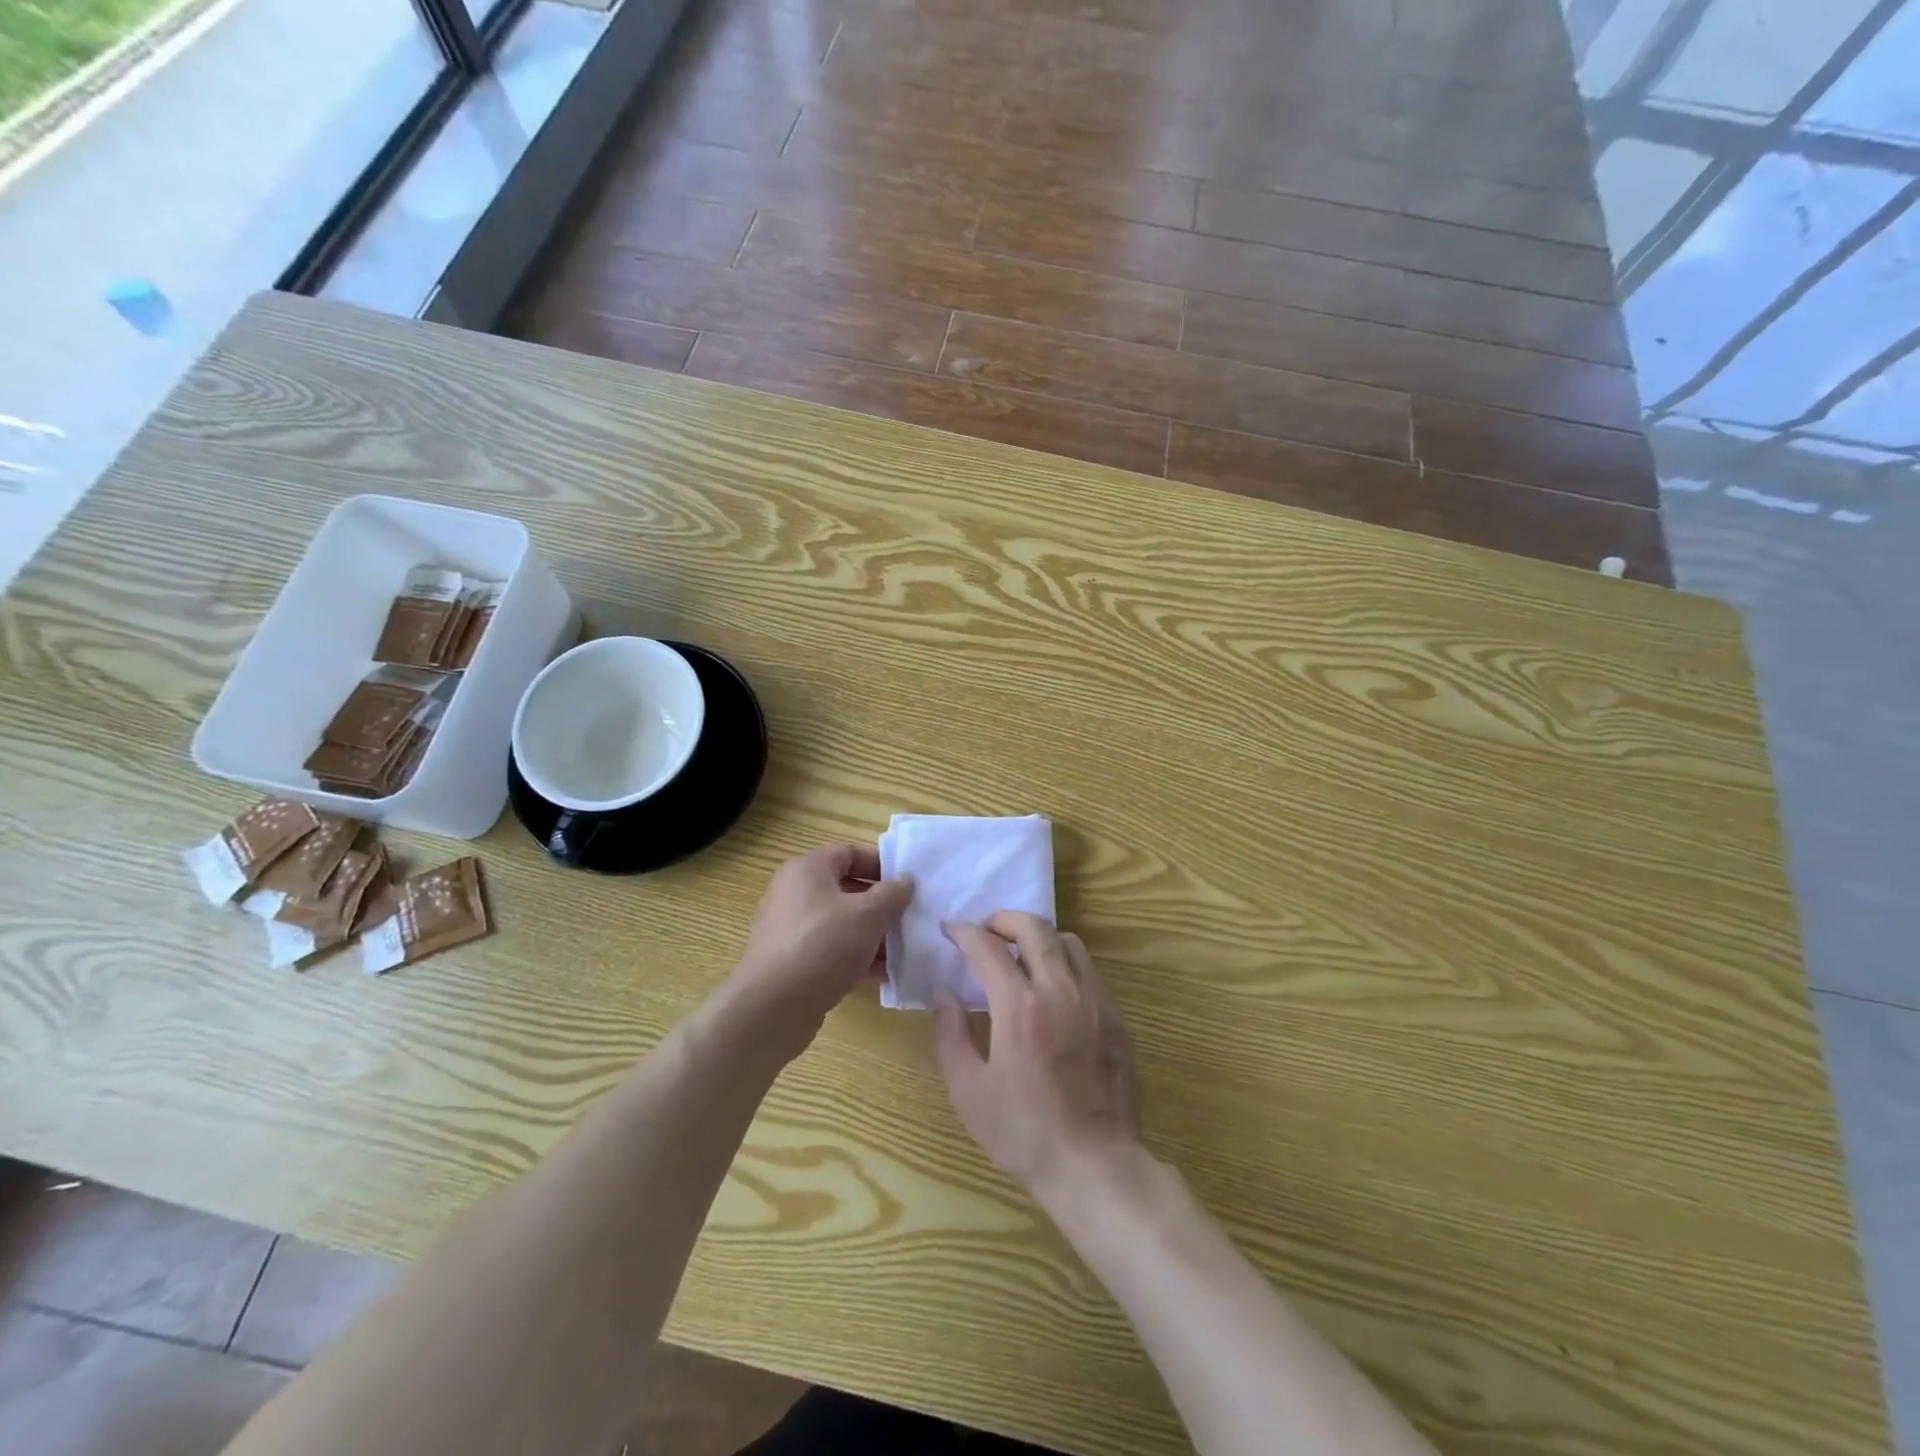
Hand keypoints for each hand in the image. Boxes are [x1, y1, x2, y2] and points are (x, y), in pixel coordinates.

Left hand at [729, 845, 913, 1049]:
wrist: (773, 1007)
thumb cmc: (823, 945)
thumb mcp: (868, 915)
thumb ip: (893, 894)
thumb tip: (906, 881)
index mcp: (807, 871)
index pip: (848, 853)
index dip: (880, 863)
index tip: (908, 880)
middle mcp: (794, 895)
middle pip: (846, 890)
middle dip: (881, 904)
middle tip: (910, 916)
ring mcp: (791, 931)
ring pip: (841, 924)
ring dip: (873, 935)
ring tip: (904, 949)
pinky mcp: (793, 964)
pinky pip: (831, 952)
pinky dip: (856, 959)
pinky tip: (885, 975)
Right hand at [933, 912, 1144, 1204]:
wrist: (1095, 1165)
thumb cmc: (1024, 1132)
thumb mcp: (968, 1091)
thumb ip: (950, 1035)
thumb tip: (945, 995)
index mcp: (1020, 1006)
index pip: (987, 948)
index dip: (965, 933)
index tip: (950, 930)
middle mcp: (1060, 990)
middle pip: (1034, 928)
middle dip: (1004, 919)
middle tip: (986, 931)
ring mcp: (1094, 1000)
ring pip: (1068, 941)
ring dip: (1039, 937)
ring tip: (1021, 954)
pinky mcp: (1115, 1016)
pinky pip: (1088, 969)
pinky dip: (1064, 961)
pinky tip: (1053, 987)